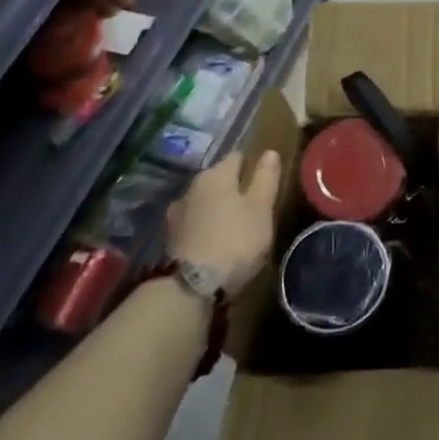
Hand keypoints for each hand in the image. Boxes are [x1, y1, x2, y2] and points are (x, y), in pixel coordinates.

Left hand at [165, 150, 281, 295]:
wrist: (190, 286)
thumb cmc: (235, 240)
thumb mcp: (261, 208)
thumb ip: (266, 178)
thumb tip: (269, 152)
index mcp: (217, 174)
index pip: (237, 157)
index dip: (251, 165)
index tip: (262, 179)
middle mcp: (192, 186)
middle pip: (217, 178)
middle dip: (231, 187)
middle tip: (250, 204)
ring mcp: (177, 212)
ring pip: (203, 201)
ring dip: (215, 207)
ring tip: (231, 224)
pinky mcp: (169, 237)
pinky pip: (193, 222)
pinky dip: (203, 225)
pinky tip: (212, 239)